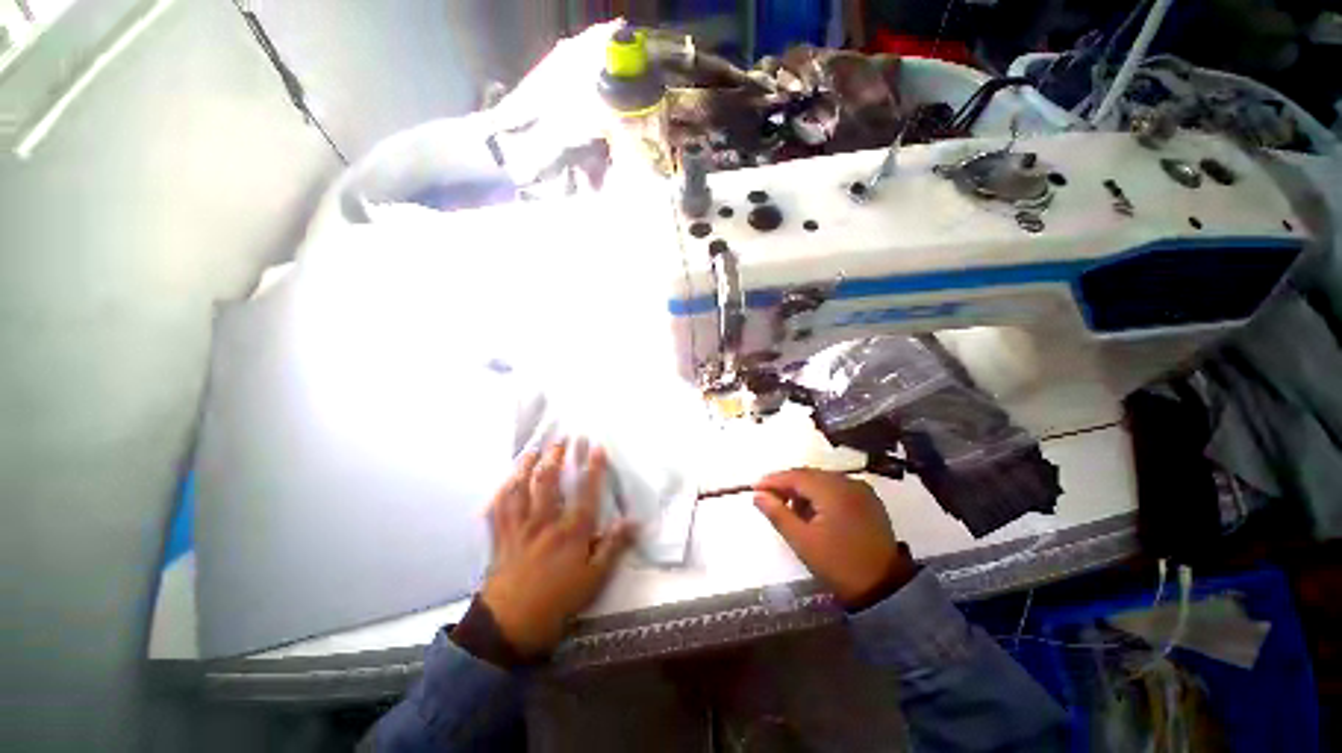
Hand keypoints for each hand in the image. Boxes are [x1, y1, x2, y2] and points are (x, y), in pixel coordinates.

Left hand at [480, 441, 635, 656]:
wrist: (510, 627)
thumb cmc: (558, 602)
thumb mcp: (594, 579)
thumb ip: (613, 547)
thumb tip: (633, 521)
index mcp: (571, 532)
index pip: (586, 492)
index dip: (593, 468)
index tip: (597, 447)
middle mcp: (545, 522)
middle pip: (549, 482)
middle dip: (556, 458)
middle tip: (562, 439)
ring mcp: (519, 528)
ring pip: (521, 490)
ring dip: (526, 467)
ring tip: (533, 451)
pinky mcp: (501, 538)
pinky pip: (499, 509)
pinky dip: (501, 492)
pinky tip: (505, 481)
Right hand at [754, 469, 915, 609]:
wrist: (885, 589)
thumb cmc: (838, 565)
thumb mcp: (802, 541)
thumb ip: (777, 514)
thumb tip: (758, 495)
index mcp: (833, 491)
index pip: (796, 476)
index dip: (773, 480)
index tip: (754, 487)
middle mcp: (848, 483)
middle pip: (809, 475)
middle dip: (787, 484)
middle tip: (769, 498)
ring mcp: (861, 490)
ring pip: (822, 480)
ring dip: (803, 490)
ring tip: (791, 509)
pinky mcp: (868, 500)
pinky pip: (837, 488)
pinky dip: (821, 494)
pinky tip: (814, 511)